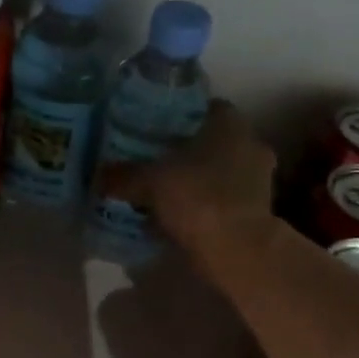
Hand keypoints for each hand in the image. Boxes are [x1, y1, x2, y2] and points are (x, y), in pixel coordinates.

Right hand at [100, 99, 275, 257]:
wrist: (237, 249)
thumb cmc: (197, 198)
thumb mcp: (149, 182)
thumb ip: (123, 176)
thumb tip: (99, 176)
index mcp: (230, 124)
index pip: (205, 108)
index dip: (180, 117)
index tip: (156, 130)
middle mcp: (250, 145)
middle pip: (213, 142)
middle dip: (187, 153)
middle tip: (155, 163)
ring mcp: (259, 181)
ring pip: (220, 173)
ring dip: (197, 182)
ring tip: (164, 194)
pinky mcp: (257, 212)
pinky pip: (224, 201)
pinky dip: (205, 207)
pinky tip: (180, 219)